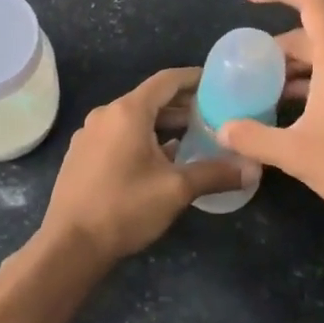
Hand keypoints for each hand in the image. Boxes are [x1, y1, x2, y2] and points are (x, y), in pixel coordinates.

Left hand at [40, 68, 253, 262]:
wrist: (70, 243)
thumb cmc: (125, 207)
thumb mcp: (176, 190)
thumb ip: (215, 174)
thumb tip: (253, 169)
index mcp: (128, 112)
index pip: (166, 81)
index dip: (194, 78)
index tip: (217, 82)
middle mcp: (105, 115)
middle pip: (149, 99)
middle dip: (181, 105)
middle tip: (213, 114)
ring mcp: (89, 135)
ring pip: (133, 119)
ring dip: (162, 125)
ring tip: (193, 137)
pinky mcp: (81, 155)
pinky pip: (117, 136)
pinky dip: (142, 139)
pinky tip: (160, 160)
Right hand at [217, 0, 323, 278]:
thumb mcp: (297, 155)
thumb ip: (255, 138)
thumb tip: (222, 129)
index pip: (312, 2)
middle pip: (313, 36)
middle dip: (276, 49)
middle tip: (246, 72)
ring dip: (294, 72)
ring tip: (265, 97)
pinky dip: (314, 87)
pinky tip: (298, 119)